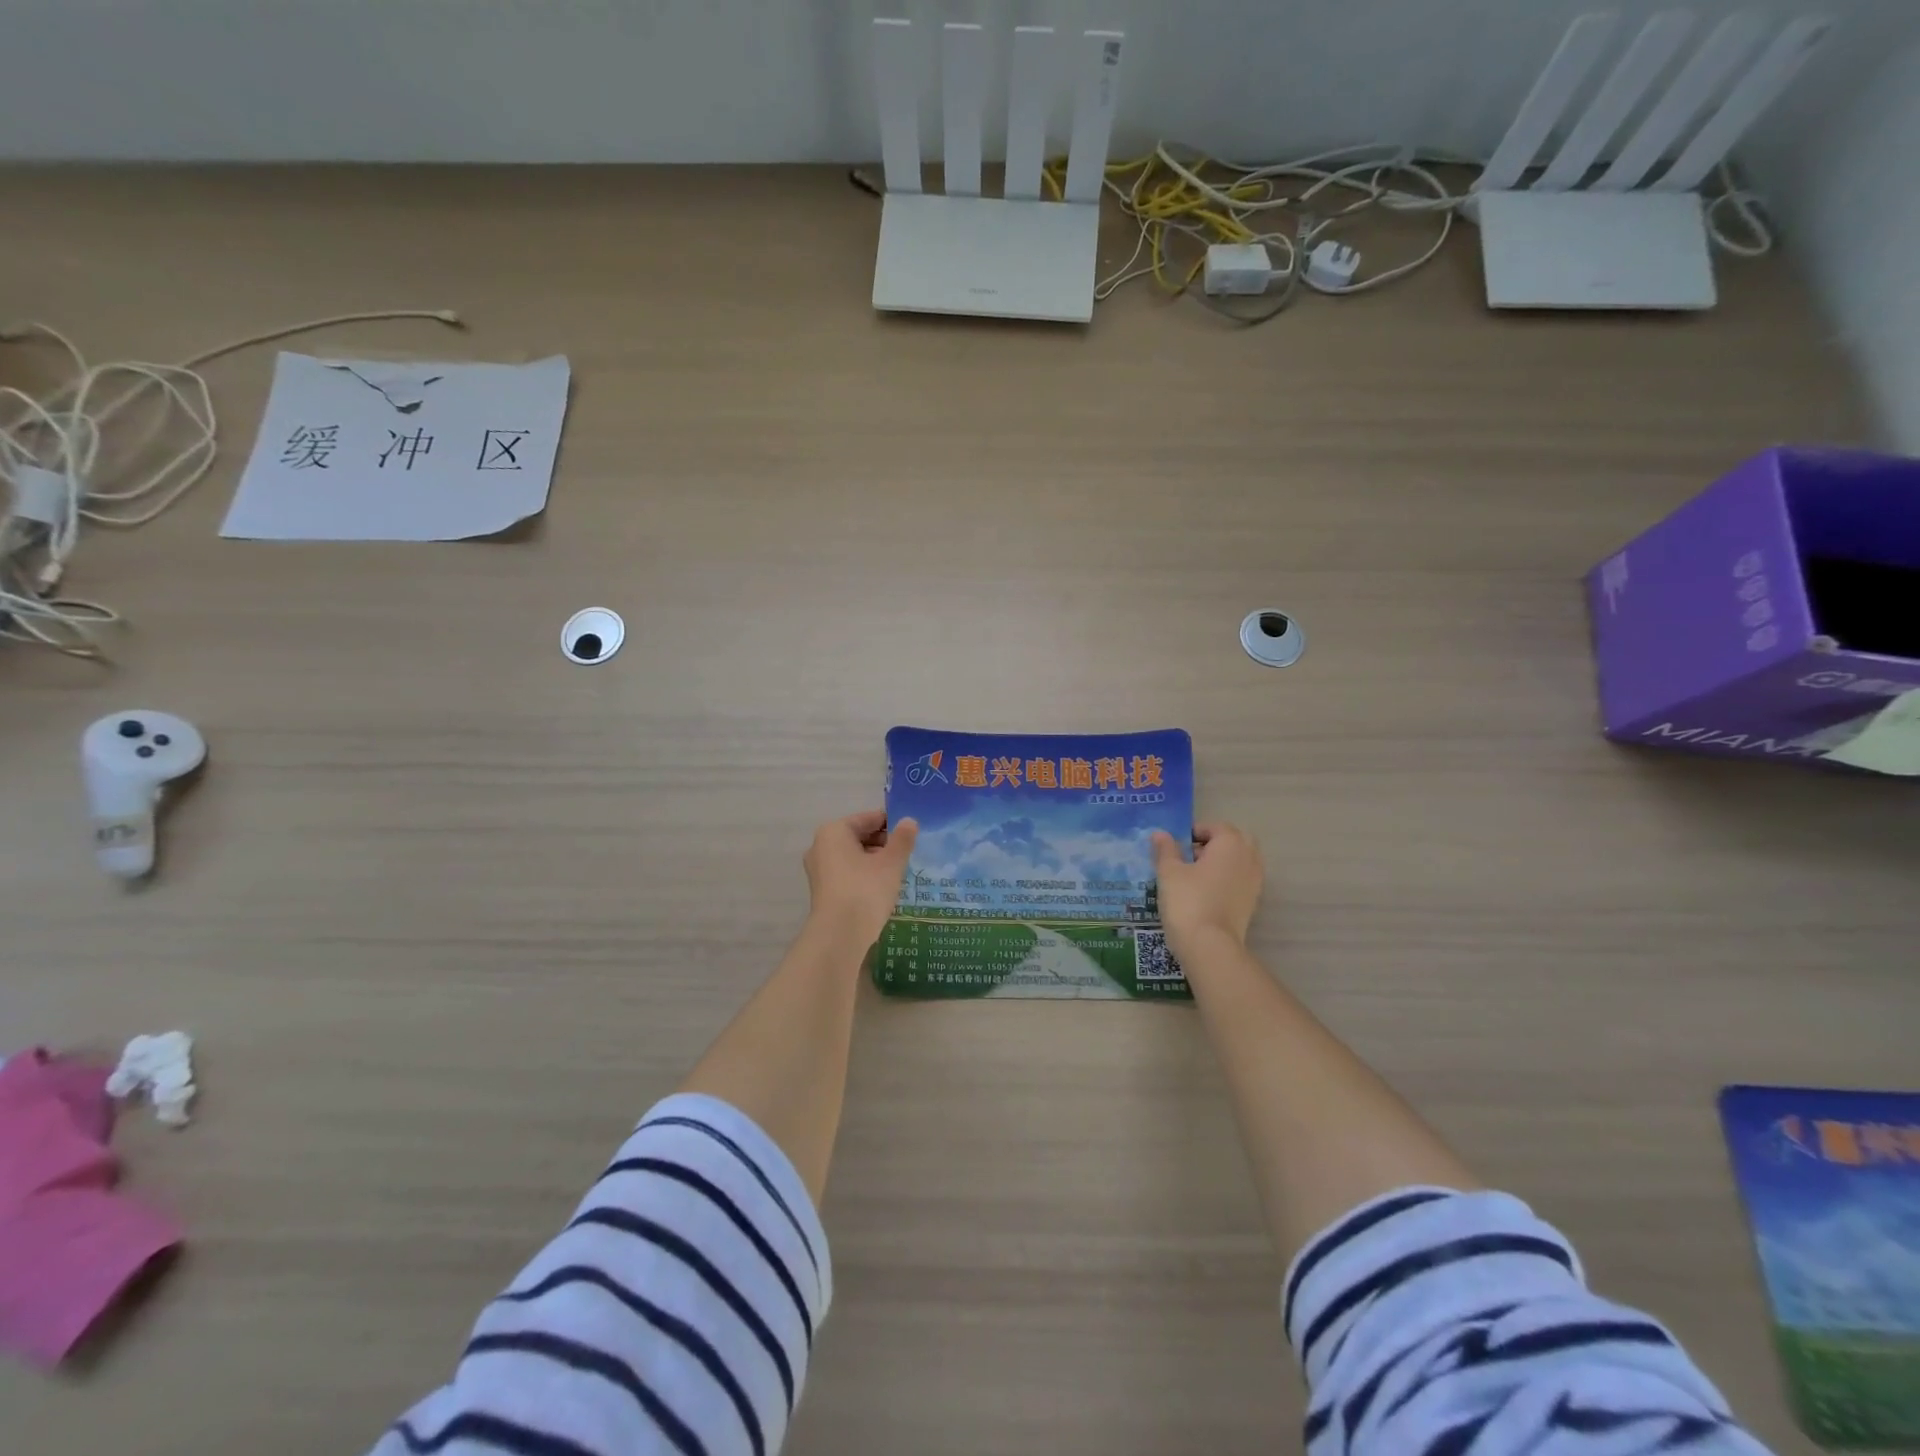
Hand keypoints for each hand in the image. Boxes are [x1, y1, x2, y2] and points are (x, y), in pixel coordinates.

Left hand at [804, 810, 918, 945]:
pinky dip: (865, 874)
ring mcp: (819, 869)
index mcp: (834, 831)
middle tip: (907, 853)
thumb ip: (902, 839)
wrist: (840, 934)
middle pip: (859, 836)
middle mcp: (821, 846)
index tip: (911, 833)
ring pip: (854, 856)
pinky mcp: (823, 890)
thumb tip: (909, 821)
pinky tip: (883, 886)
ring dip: (875, 860)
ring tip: (898, 871)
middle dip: (883, 843)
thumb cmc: (866, 889)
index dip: (891, 824)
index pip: (868, 818)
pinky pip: (848, 873)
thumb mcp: (891, 862)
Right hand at [1150, 821, 1263, 955]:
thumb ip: (1165, 849)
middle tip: (1186, 857)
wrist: (1210, 946)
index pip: (1214, 827)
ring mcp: (1254, 881)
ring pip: (1237, 862)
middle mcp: (1249, 858)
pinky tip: (1203, 894)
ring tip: (1192, 877)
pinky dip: (1224, 881)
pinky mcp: (1252, 902)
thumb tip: (1160, 834)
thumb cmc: (1188, 901)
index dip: (1193, 832)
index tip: (1174, 845)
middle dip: (1211, 845)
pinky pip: (1239, 881)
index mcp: (1231, 843)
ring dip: (1219, 863)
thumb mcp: (1169, 872)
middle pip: (1231, 842)